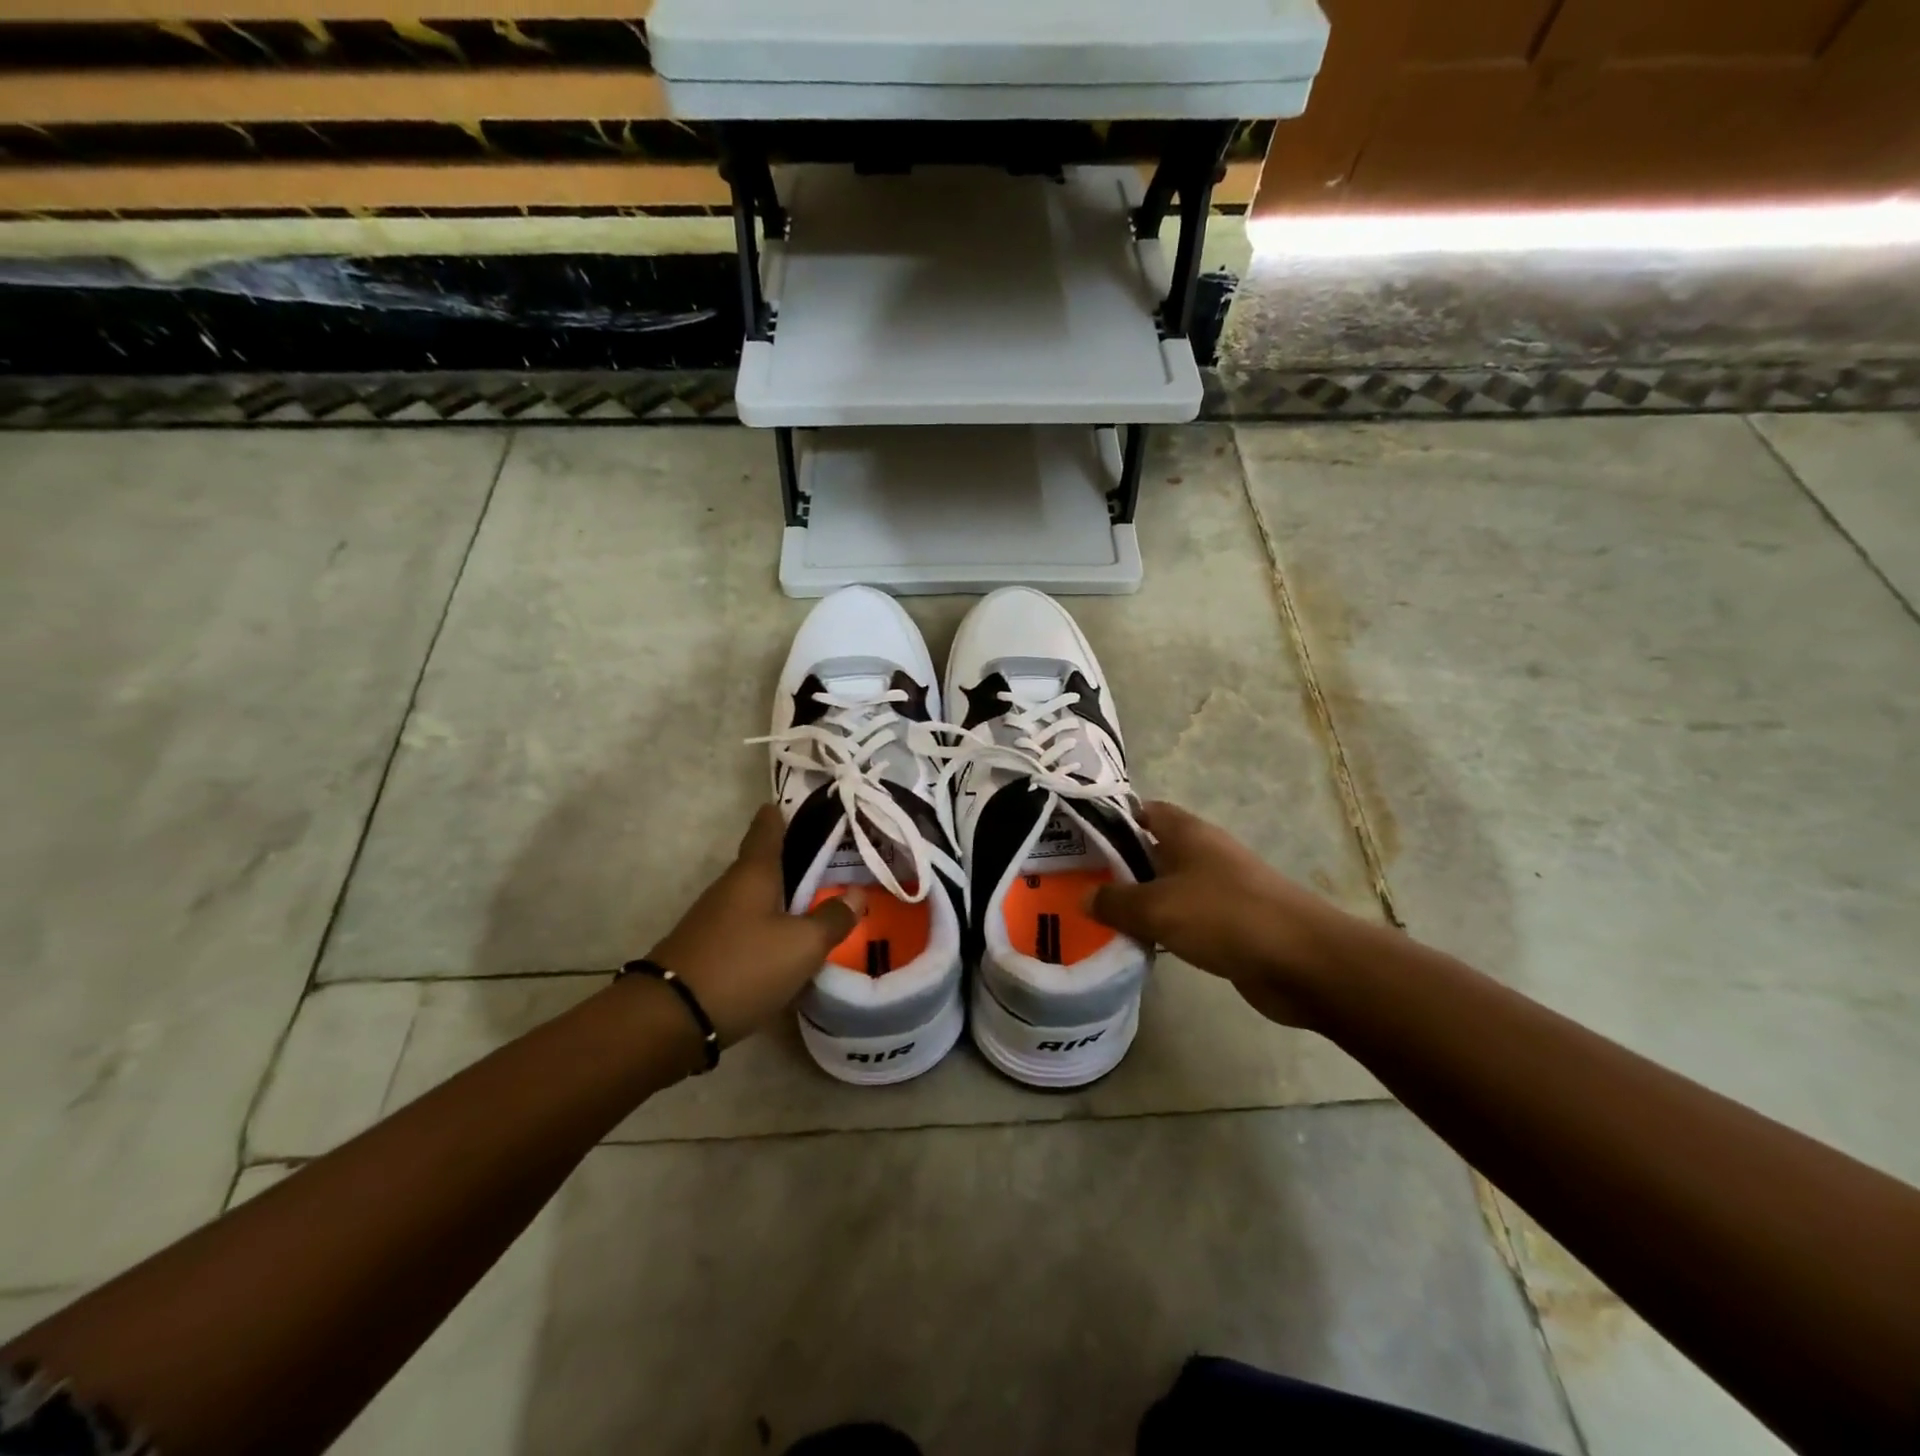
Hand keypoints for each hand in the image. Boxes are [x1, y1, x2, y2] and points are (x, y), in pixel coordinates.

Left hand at [645, 805, 864, 1044]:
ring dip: (781, 897)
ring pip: (755, 898)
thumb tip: (856, 894)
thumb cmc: (743, 966)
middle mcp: (730, 888)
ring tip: (814, 902)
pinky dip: (768, 926)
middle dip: (791, 860)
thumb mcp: (801, 945)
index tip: (794, 803)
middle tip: (827, 859)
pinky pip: (746, 926)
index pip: (767, 829)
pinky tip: (785, 944)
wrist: (671, 1019)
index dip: (780, 815)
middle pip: (762, 864)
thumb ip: (832, 919)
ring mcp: (713, 919)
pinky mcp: (707, 949)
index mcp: (753, 873)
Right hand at [1088, 801, 1360, 1028]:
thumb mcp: (1157, 907)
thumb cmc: (1224, 916)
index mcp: (1187, 832)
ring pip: (1170, 886)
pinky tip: (1144, 943)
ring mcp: (1222, 887)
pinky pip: (1188, 917)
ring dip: (1143, 899)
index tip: (1081, 838)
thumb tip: (1084, 897)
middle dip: (1121, 864)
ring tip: (1102, 915)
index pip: (1145, 810)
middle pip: (1154, 849)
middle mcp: (1205, 852)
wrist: (1301, 961)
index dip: (1114, 818)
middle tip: (1080, 882)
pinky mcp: (1233, 922)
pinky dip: (1166, 926)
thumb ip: (1116, 902)